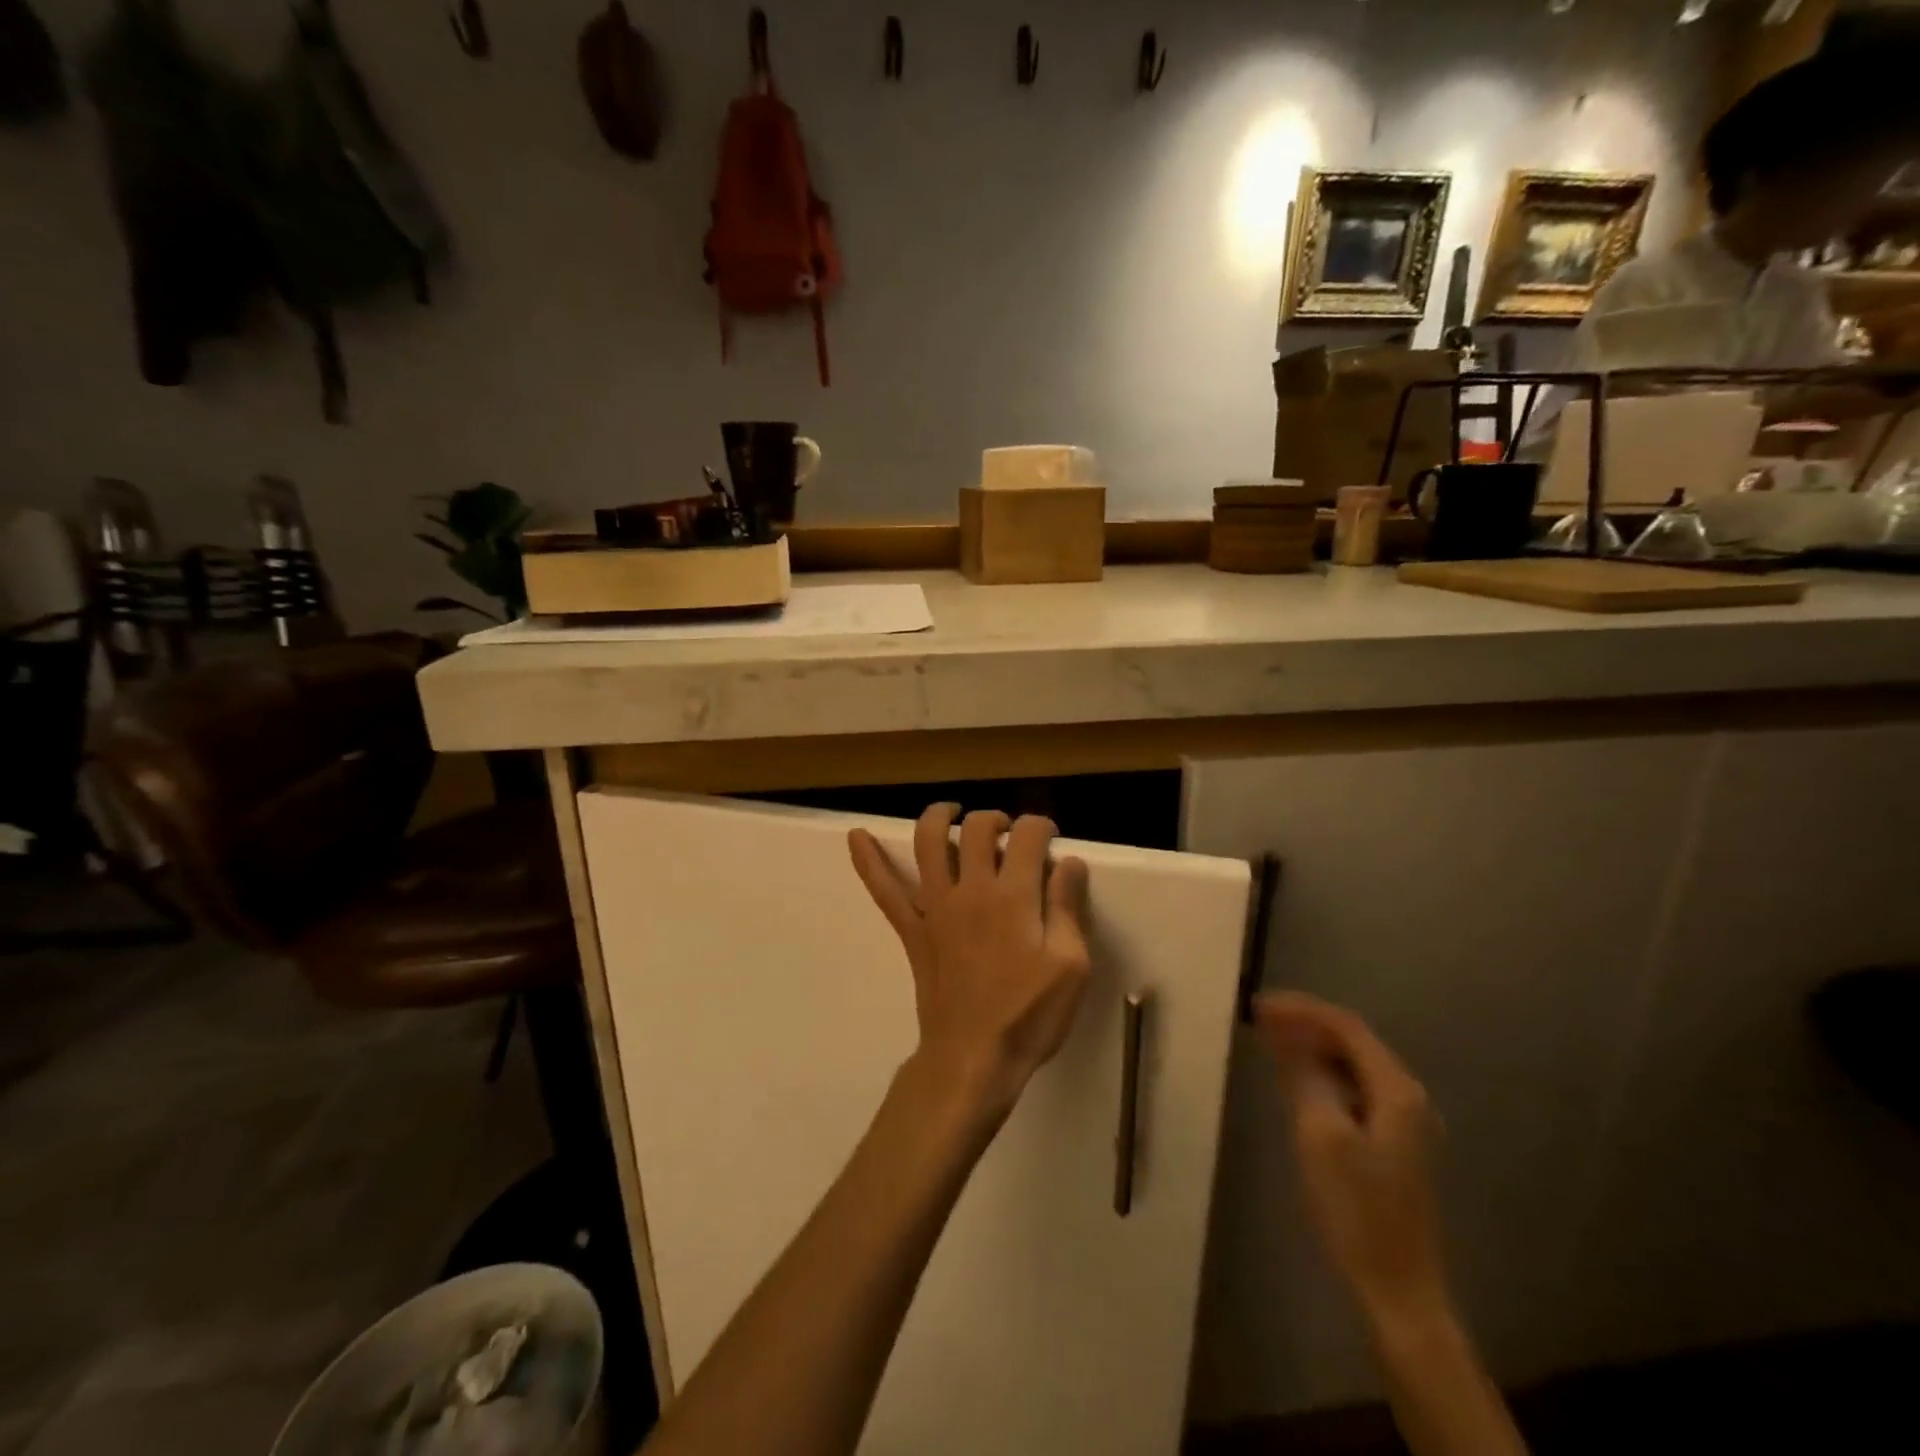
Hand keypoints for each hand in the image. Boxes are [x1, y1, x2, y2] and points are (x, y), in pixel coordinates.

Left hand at [849, 805, 1091, 1119]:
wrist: (972, 1059)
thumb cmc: (1028, 1016)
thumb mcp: (1070, 965)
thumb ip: (1067, 907)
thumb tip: (1069, 861)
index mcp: (1013, 896)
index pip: (1027, 836)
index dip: (1041, 826)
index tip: (1049, 836)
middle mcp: (971, 889)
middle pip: (977, 829)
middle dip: (997, 818)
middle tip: (1009, 832)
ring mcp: (935, 907)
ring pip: (928, 844)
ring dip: (939, 818)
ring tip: (952, 812)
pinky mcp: (912, 929)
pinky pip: (885, 890)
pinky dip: (868, 862)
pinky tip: (856, 837)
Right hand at [1254, 992, 1449, 1329]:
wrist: (1397, 1289)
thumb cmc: (1357, 1209)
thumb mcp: (1321, 1136)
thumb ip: (1305, 1078)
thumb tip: (1287, 1037)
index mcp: (1396, 1091)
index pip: (1346, 1027)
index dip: (1301, 1010)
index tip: (1258, 1006)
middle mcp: (1406, 1098)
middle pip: (1351, 1042)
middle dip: (1305, 1025)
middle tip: (1259, 1020)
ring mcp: (1402, 1122)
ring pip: (1351, 1065)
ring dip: (1311, 1048)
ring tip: (1269, 1041)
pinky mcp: (1390, 1144)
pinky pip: (1352, 1089)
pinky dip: (1321, 1075)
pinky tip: (1295, 1080)